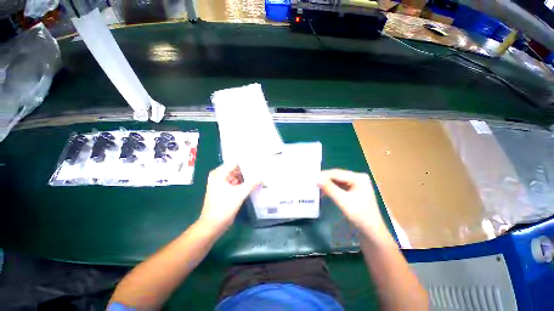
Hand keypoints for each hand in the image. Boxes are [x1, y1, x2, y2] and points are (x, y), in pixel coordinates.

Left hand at [199, 164, 259, 231]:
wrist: (213, 225)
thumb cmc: (223, 207)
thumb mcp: (240, 193)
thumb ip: (252, 183)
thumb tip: (262, 177)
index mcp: (219, 174)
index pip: (235, 163)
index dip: (246, 163)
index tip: (258, 163)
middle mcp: (219, 176)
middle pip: (236, 170)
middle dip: (247, 170)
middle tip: (260, 170)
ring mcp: (221, 184)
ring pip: (236, 177)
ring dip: (246, 177)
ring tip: (258, 176)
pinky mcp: (224, 191)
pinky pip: (235, 183)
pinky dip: (243, 183)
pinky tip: (252, 184)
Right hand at [318, 169, 386, 234]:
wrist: (372, 232)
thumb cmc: (360, 216)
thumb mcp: (343, 201)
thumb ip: (329, 188)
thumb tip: (316, 178)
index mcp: (359, 177)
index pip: (338, 173)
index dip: (324, 175)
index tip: (311, 177)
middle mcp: (358, 177)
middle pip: (337, 176)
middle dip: (325, 179)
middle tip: (312, 181)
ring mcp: (356, 184)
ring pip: (337, 181)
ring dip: (327, 184)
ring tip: (316, 186)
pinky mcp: (353, 190)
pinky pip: (339, 186)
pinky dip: (331, 189)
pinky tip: (323, 191)